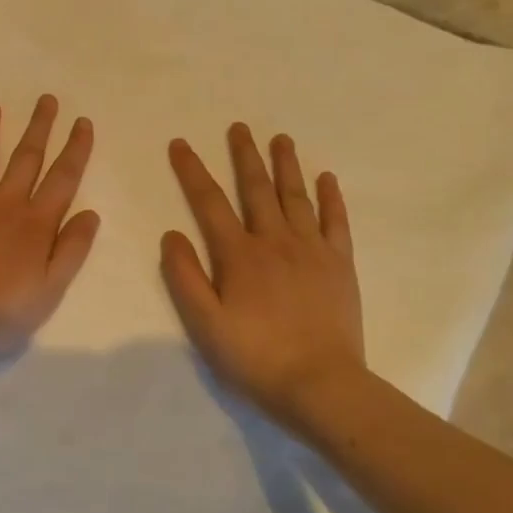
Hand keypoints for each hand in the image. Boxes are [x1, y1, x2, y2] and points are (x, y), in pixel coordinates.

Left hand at [0, 96, 99, 363]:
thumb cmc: (2, 309)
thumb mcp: (51, 288)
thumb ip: (72, 249)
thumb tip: (90, 213)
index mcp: (36, 223)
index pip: (62, 178)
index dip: (75, 149)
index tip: (82, 122)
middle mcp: (5, 204)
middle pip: (26, 158)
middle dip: (39, 127)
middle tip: (46, 99)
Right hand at [162, 123, 366, 425]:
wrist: (321, 386)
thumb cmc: (255, 357)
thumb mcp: (205, 324)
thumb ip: (185, 277)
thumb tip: (171, 234)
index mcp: (239, 255)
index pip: (209, 202)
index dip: (192, 171)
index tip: (180, 144)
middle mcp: (275, 241)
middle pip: (256, 189)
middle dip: (244, 156)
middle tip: (238, 126)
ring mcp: (312, 250)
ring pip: (296, 196)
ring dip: (286, 165)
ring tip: (280, 138)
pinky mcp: (340, 265)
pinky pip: (336, 222)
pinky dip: (331, 197)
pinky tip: (326, 178)